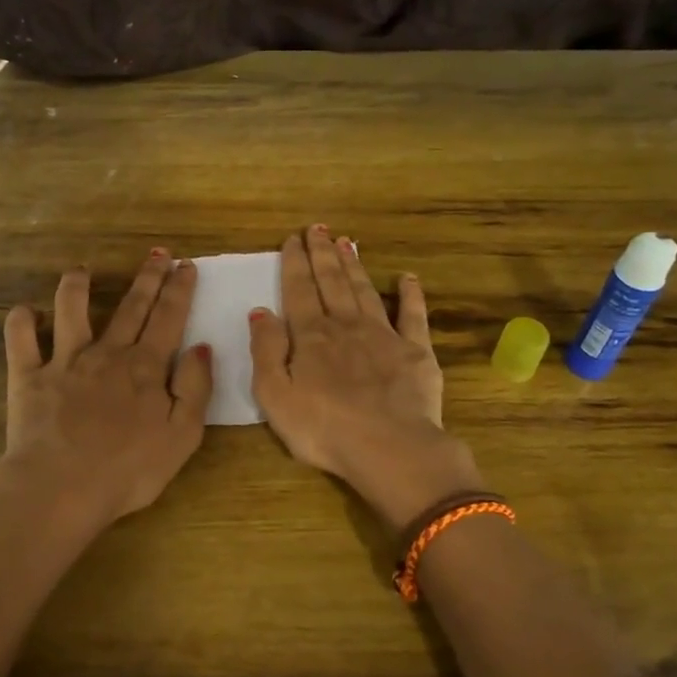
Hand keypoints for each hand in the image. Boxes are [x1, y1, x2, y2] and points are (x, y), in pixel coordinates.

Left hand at [0, 249, 212, 535]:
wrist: (61, 487)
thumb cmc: (129, 469)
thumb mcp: (182, 435)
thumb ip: (195, 388)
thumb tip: (200, 348)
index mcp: (145, 368)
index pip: (169, 318)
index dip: (179, 290)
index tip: (186, 265)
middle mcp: (107, 354)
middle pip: (131, 307)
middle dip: (147, 278)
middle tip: (157, 253)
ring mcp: (64, 362)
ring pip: (70, 311)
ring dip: (76, 286)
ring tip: (81, 270)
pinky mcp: (28, 377)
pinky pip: (20, 340)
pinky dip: (20, 321)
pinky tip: (24, 311)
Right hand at [249, 226, 484, 526]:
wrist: (389, 448)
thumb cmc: (323, 428)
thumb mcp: (274, 395)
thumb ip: (265, 350)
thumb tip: (260, 312)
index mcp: (311, 336)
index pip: (299, 291)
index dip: (294, 264)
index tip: (292, 239)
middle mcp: (346, 326)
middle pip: (332, 282)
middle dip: (322, 254)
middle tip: (317, 228)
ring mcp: (384, 335)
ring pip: (364, 290)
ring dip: (354, 265)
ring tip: (346, 242)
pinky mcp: (416, 351)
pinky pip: (413, 315)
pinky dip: (410, 294)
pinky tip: (408, 278)